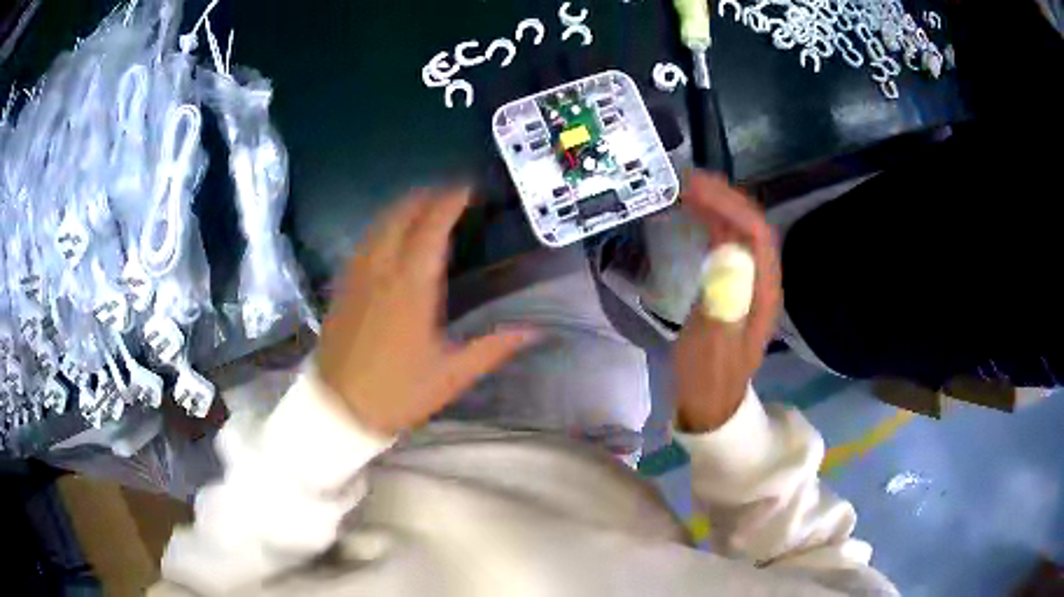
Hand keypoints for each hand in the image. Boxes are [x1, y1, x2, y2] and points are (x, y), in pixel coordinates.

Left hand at [317, 188, 539, 435]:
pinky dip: (382, 227)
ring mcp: (356, 276)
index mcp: (411, 287)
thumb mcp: (450, 376)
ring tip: (424, 208)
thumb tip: (534, 331)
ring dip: (402, 208)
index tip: (468, 189)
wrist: (337, 409)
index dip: (450, 201)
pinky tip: (391, 238)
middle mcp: (380, 270)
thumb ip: (492, 348)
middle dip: (426, 196)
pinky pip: (363, 242)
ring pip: (378, 224)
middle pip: (401, 214)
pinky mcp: (341, 287)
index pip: (431, 227)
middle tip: (449, 196)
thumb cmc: (396, 394)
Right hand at [673, 172, 780, 432]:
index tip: (693, 189)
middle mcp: (762, 281)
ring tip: (687, 189)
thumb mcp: (711, 348)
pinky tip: (694, 216)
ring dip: (718, 206)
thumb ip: (722, 304)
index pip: (755, 234)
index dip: (728, 206)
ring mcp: (750, 282)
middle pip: (752, 225)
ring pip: (741, 231)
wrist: (711, 403)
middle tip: (685, 180)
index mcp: (763, 293)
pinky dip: (713, 223)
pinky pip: (729, 243)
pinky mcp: (735, 285)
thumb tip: (726, 252)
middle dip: (723, 197)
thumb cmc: (708, 378)